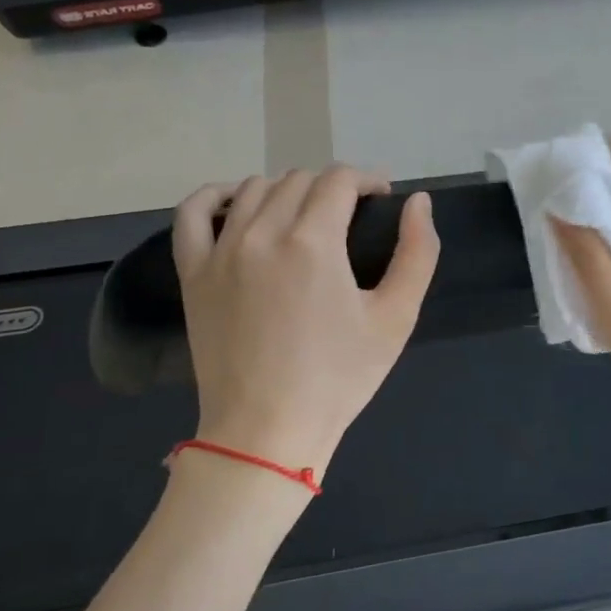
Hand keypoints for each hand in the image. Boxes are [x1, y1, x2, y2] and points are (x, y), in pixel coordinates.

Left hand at [174, 166, 438, 475]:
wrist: (267, 431)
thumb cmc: (340, 377)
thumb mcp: (397, 318)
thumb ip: (417, 252)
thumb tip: (419, 201)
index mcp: (314, 243)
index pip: (339, 179)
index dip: (367, 179)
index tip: (381, 198)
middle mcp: (262, 234)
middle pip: (299, 180)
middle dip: (333, 186)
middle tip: (352, 216)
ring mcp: (220, 251)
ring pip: (253, 189)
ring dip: (287, 190)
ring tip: (306, 217)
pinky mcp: (193, 273)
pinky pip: (192, 213)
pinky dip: (215, 196)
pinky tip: (237, 203)